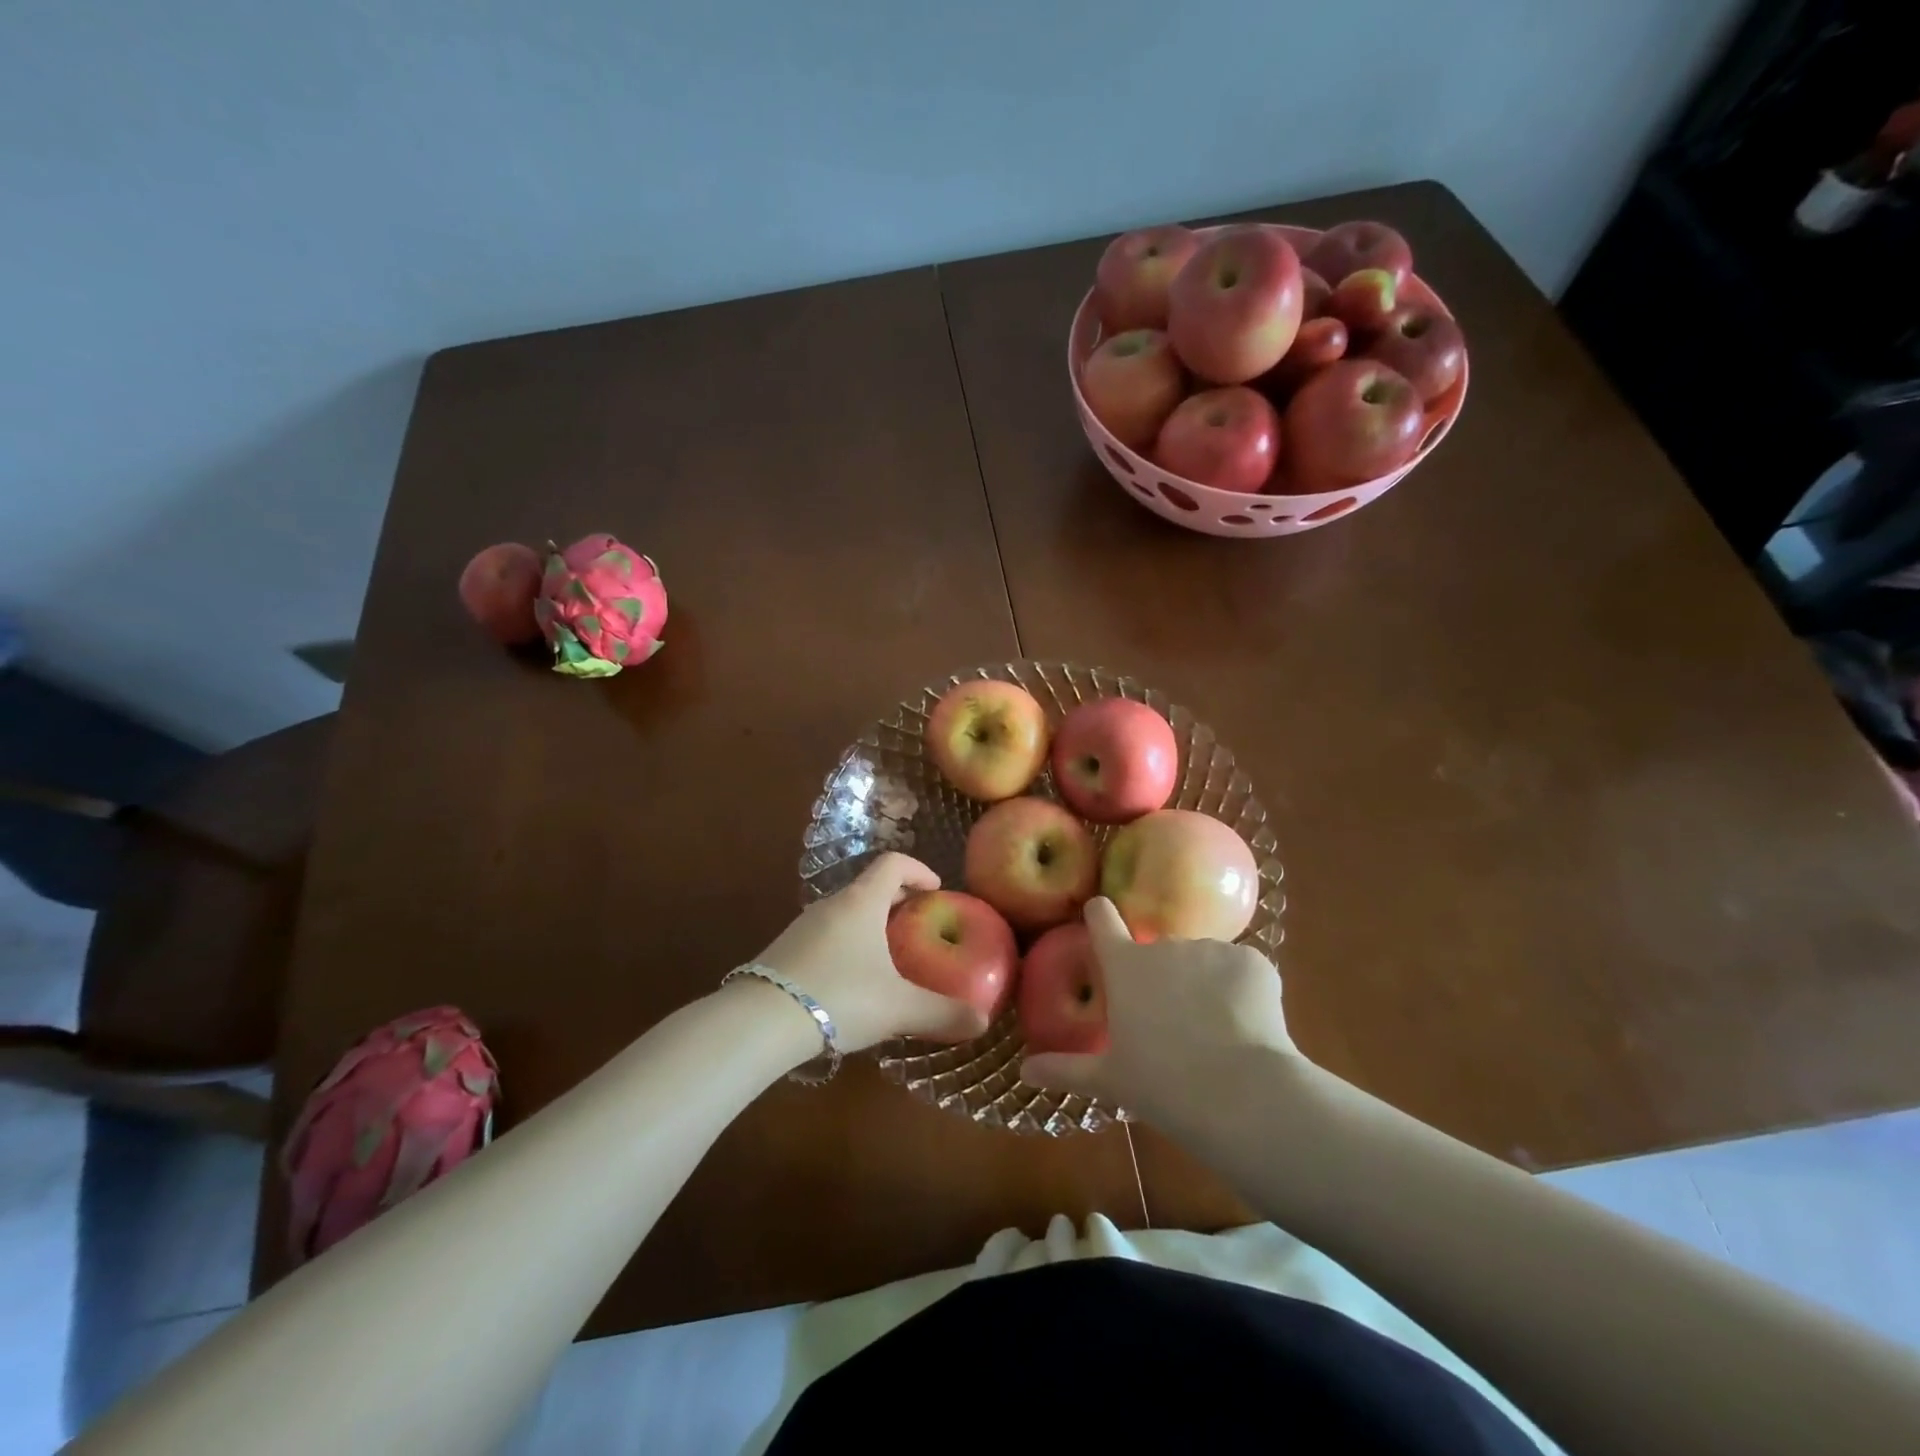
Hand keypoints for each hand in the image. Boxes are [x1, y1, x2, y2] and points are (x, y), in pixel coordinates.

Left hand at [751, 853, 988, 1053]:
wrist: (759, 1021)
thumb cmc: (839, 997)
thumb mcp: (898, 1007)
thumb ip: (943, 1013)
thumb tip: (982, 1021)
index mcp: (861, 902)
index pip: (893, 864)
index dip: (918, 870)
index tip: (936, 889)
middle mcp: (831, 905)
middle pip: (869, 888)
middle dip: (897, 902)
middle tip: (919, 925)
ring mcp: (802, 927)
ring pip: (845, 914)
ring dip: (870, 926)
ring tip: (888, 958)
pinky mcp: (783, 951)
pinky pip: (826, 936)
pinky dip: (846, 946)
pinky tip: (851, 984)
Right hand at [1020, 897, 1297, 1127]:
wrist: (1240, 1094)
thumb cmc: (1162, 1085)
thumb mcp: (1109, 1080)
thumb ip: (1065, 1069)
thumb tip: (1024, 1070)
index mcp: (1124, 967)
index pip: (1102, 921)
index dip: (1101, 915)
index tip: (1100, 911)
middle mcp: (1164, 946)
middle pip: (1160, 951)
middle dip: (1166, 977)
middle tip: (1176, 1023)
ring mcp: (1210, 949)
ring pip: (1204, 963)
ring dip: (1207, 986)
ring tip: (1217, 1033)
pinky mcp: (1252, 961)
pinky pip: (1242, 970)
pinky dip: (1244, 992)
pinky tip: (1249, 1027)